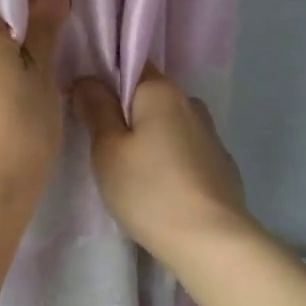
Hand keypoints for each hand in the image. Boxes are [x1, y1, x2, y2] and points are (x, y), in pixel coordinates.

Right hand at [72, 66, 250, 258]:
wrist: (211, 241)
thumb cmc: (150, 191)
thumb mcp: (108, 150)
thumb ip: (96, 109)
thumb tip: (87, 80)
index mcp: (162, 91)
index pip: (131, 63)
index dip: (104, 77)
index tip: (85, 102)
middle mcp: (191, 103)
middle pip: (149, 97)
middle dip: (125, 113)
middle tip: (99, 143)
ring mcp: (210, 135)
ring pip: (168, 125)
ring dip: (148, 139)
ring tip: (128, 171)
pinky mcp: (220, 165)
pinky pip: (184, 151)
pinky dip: (169, 160)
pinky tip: (158, 187)